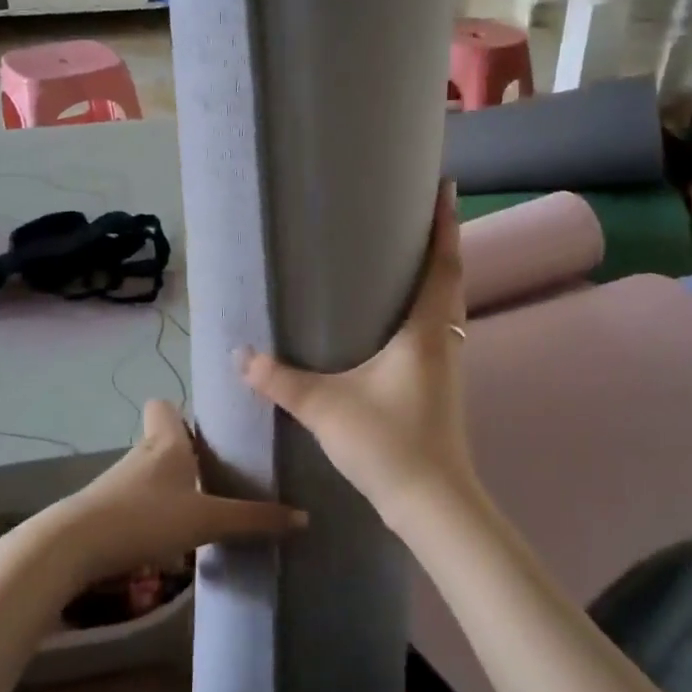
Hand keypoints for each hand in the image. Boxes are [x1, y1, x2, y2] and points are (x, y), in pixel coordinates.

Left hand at [56, 399, 305, 584]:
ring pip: (149, 474)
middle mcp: (141, 454)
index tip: (209, 429)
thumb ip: (253, 520)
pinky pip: (134, 502)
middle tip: (218, 474)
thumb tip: (304, 519)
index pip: (166, 406)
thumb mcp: (206, 521)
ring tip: (200, 510)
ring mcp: (117, 483)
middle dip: (186, 455)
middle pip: (163, 441)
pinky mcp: (102, 512)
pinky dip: (150, 514)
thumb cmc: (145, 518)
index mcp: (167, 443)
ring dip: (169, 488)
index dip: (183, 412)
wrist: (71, 548)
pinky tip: (167, 540)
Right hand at [239, 185, 482, 531]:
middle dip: (443, 244)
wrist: (432, 503)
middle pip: (451, 281)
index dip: (445, 226)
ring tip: (413, 257)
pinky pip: (441, 330)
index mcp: (425, 331)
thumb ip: (280, 380)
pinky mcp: (443, 387)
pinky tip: (405, 320)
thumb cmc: (388, 443)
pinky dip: (431, 308)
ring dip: (439, 277)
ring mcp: (449, 366)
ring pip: (449, 308)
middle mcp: (445, 341)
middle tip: (423, 215)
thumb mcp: (326, 407)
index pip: (443, 265)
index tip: (448, 188)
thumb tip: (239, 355)